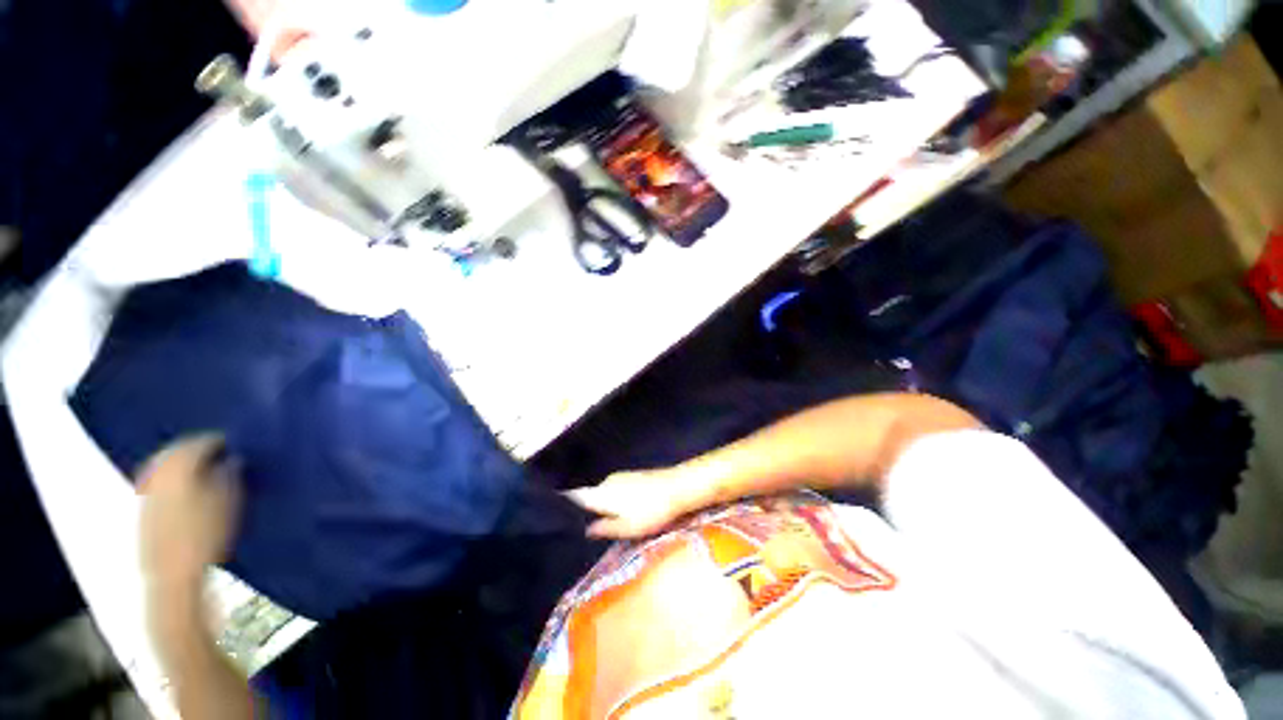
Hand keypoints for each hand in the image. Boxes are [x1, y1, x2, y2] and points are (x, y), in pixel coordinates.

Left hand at [138, 435, 242, 594]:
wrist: (174, 575)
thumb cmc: (207, 533)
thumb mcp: (230, 499)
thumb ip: (231, 473)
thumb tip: (233, 459)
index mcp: (179, 465)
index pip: (201, 441)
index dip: (222, 440)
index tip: (239, 444)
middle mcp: (157, 471)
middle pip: (177, 450)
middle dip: (197, 450)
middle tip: (222, 453)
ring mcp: (146, 491)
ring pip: (165, 465)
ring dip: (184, 464)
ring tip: (206, 470)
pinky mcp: (143, 509)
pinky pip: (159, 482)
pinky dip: (173, 479)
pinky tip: (188, 489)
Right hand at [566, 467, 711, 539]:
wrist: (677, 487)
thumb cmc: (651, 511)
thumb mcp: (628, 527)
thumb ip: (605, 528)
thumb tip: (586, 529)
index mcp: (602, 493)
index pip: (577, 496)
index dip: (566, 503)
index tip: (557, 514)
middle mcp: (607, 481)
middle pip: (590, 494)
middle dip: (585, 507)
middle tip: (582, 525)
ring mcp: (620, 476)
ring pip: (603, 491)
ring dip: (601, 503)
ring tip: (602, 520)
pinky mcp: (632, 476)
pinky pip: (614, 488)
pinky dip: (613, 498)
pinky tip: (621, 509)